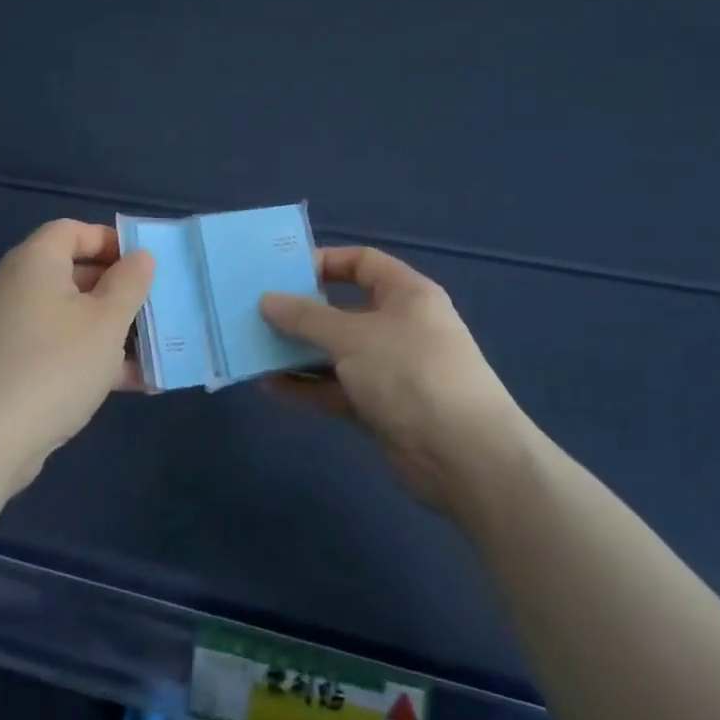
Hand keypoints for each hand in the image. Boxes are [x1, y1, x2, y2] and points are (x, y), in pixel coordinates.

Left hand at [0, 220, 154, 493]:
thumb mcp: (106, 321)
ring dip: (111, 329)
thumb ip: (129, 283)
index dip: (111, 241)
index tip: (144, 266)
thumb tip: (140, 256)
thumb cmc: (55, 365)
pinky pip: (59, 347)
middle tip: (155, 308)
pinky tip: (131, 383)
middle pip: (75, 272)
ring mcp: (12, 328)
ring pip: (72, 315)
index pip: (73, 230)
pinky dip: (91, 357)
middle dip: (119, 290)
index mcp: (36, 261)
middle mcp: (18, 286)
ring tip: (153, 349)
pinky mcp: (12, 366)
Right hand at [260, 247, 529, 511]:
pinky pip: (338, 389)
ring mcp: (391, 369)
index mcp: (406, 294)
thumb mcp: (352, 336)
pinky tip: (271, 388)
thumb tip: (266, 300)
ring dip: (299, 353)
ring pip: (337, 353)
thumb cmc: (410, 372)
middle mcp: (400, 326)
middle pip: (343, 310)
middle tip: (257, 314)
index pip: (362, 263)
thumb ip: (306, 318)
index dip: (324, 263)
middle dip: (302, 313)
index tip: (283, 274)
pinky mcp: (382, 408)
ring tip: (255, 351)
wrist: (465, 456)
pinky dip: (309, 387)